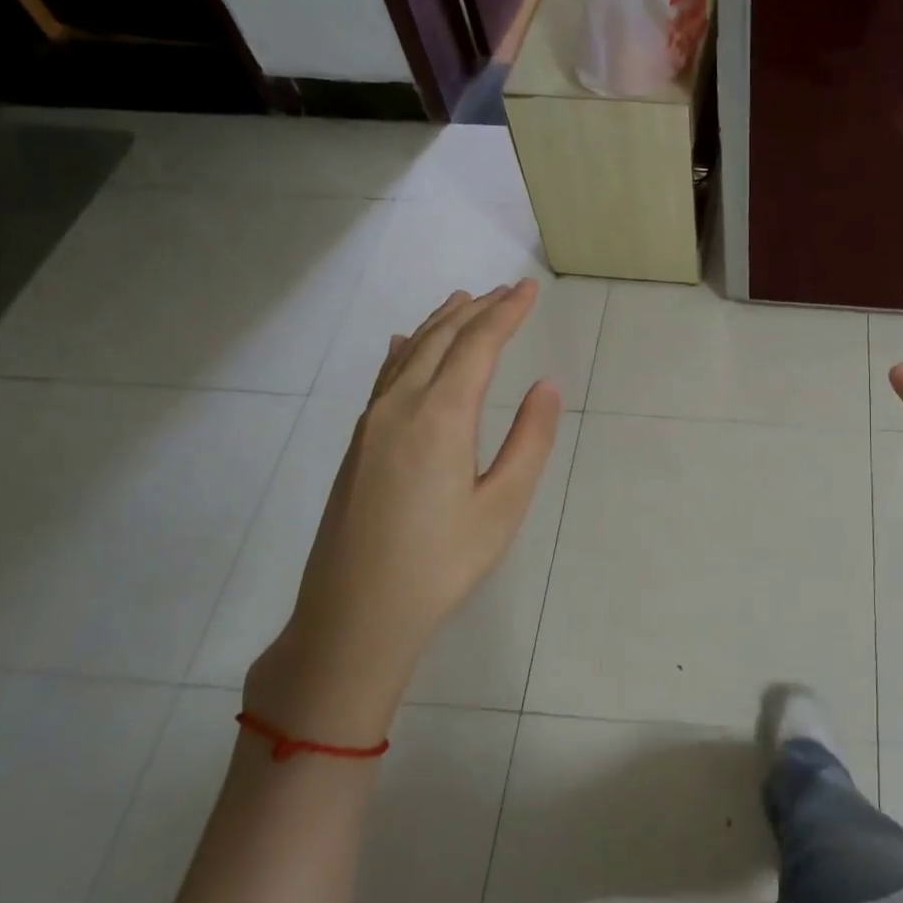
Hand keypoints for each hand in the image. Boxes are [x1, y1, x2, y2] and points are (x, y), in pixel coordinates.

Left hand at [245, 281, 561, 739]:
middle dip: (477, 310)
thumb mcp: (503, 506)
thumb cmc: (442, 563)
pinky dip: (405, 351)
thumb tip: (546, 384)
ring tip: (464, 300)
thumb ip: (529, 440)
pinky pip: (385, 378)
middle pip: (441, 340)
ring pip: (410, 354)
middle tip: (507, 290)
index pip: (477, 346)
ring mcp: (371, 424)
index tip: (528, 289)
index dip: (506, 313)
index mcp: (441, 417)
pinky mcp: (358, 444)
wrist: (356, 613)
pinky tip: (406, 343)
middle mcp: (400, 407)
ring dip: (441, 324)